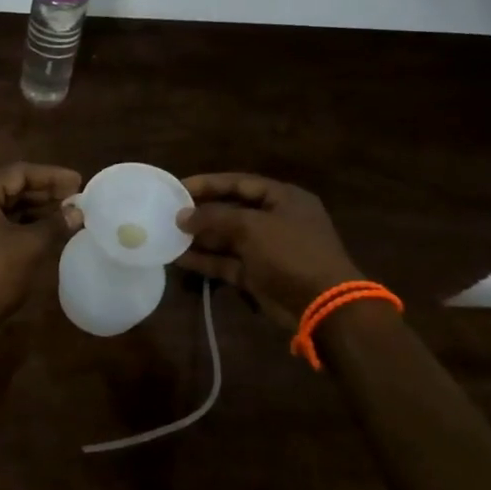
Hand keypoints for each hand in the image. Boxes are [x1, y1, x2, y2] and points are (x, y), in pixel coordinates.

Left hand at [0, 162, 82, 330]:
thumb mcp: (31, 245)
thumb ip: (55, 223)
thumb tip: (78, 212)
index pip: (17, 173)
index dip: (51, 176)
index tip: (78, 181)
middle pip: (8, 187)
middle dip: (43, 192)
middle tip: (75, 196)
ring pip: (1, 205)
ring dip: (32, 207)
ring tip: (65, 211)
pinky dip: (17, 221)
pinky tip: (44, 226)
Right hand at [175, 173, 362, 328]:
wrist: (322, 306)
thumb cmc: (290, 253)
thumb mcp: (251, 227)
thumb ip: (214, 218)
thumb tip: (182, 216)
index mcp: (284, 199)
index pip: (239, 183)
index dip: (208, 184)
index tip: (178, 187)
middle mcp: (276, 220)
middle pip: (231, 210)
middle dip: (201, 213)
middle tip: (169, 213)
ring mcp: (267, 250)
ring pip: (227, 239)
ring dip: (200, 238)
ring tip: (168, 235)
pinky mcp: (258, 275)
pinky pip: (227, 262)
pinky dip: (206, 260)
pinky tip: (180, 258)